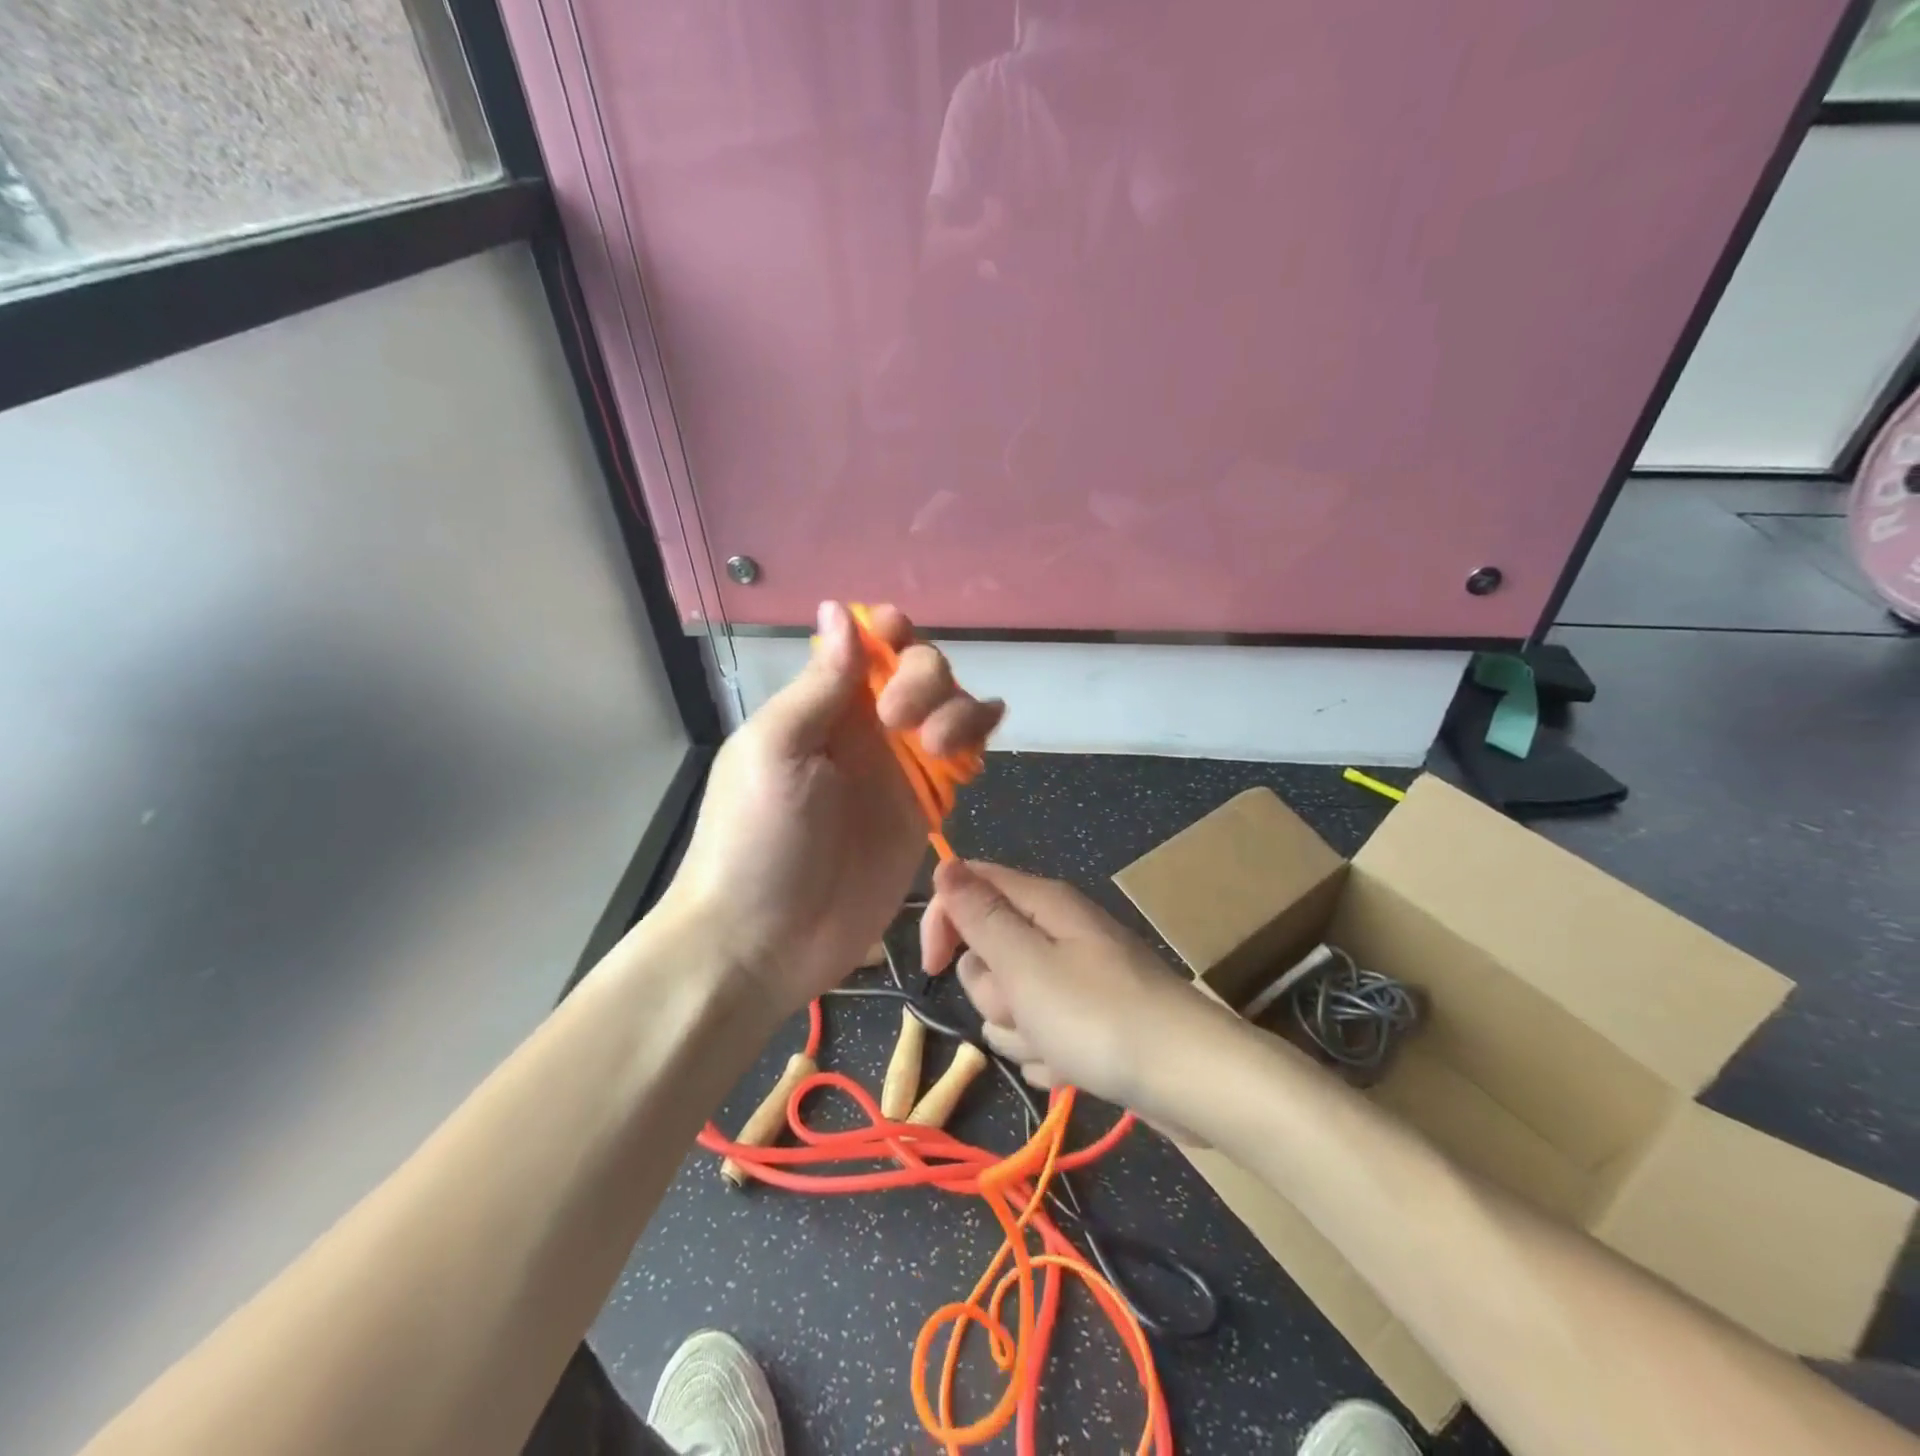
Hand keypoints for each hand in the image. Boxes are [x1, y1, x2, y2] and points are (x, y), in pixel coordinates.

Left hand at [661, 603, 1001, 1014]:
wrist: (765, 941)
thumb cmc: (756, 841)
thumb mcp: (776, 751)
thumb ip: (819, 685)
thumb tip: (838, 610)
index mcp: (820, 706)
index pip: (866, 646)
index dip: (888, 630)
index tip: (896, 636)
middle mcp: (862, 728)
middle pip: (918, 671)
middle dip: (924, 678)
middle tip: (902, 721)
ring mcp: (897, 769)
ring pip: (949, 708)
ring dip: (957, 708)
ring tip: (939, 746)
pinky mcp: (923, 808)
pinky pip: (962, 757)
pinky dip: (978, 735)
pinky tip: (983, 736)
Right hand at [919, 860, 1241, 1116]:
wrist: (1192, 1083)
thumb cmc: (1100, 1018)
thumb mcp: (1026, 964)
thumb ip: (981, 916)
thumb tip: (945, 864)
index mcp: (1044, 904)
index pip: (970, 885)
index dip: (943, 921)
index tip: (932, 967)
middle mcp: (1058, 933)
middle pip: (987, 952)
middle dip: (992, 990)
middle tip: (1026, 1007)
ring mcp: (1075, 979)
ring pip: (1010, 1002)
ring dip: (1020, 1031)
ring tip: (1058, 1046)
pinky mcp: (1089, 1022)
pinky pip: (1041, 1034)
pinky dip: (1049, 1055)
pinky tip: (1075, 1067)